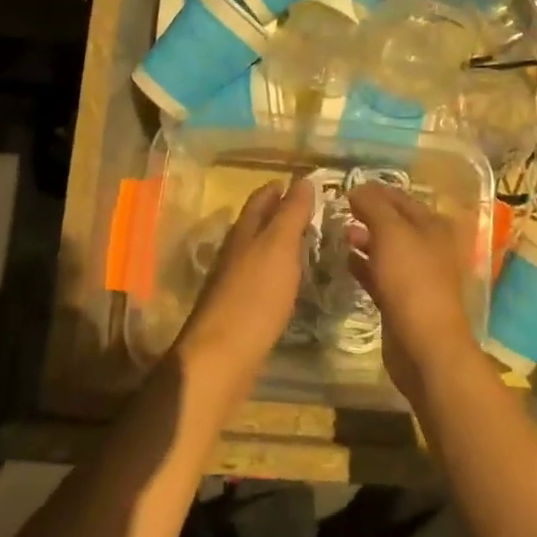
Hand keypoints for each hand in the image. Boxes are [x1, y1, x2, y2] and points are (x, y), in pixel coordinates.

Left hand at [176, 178, 315, 400]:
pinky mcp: (240, 309)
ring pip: (259, 251)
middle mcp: (235, 251)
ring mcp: (234, 281)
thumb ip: (291, 213)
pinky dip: (278, 271)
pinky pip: (262, 279)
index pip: (261, 198)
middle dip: (280, 213)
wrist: (223, 357)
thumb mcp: (279, 247)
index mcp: (244, 232)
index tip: (306, 183)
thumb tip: (303, 180)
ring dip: (280, 243)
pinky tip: (292, 280)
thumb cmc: (255, 296)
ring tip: (309, 242)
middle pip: (257, 224)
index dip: (281, 188)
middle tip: (314, 211)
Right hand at [346, 183, 483, 400]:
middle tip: (337, 211)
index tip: (344, 189)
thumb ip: (373, 206)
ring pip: (387, 249)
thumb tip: (357, 189)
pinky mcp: (403, 300)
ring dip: (364, 240)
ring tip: (338, 234)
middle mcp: (429, 246)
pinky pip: (380, 274)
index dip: (374, 191)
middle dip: (368, 215)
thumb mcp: (391, 232)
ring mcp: (417, 275)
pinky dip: (364, 266)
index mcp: (433, 225)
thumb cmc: (411, 280)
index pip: (401, 198)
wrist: (424, 344)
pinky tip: (344, 261)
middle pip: (395, 223)